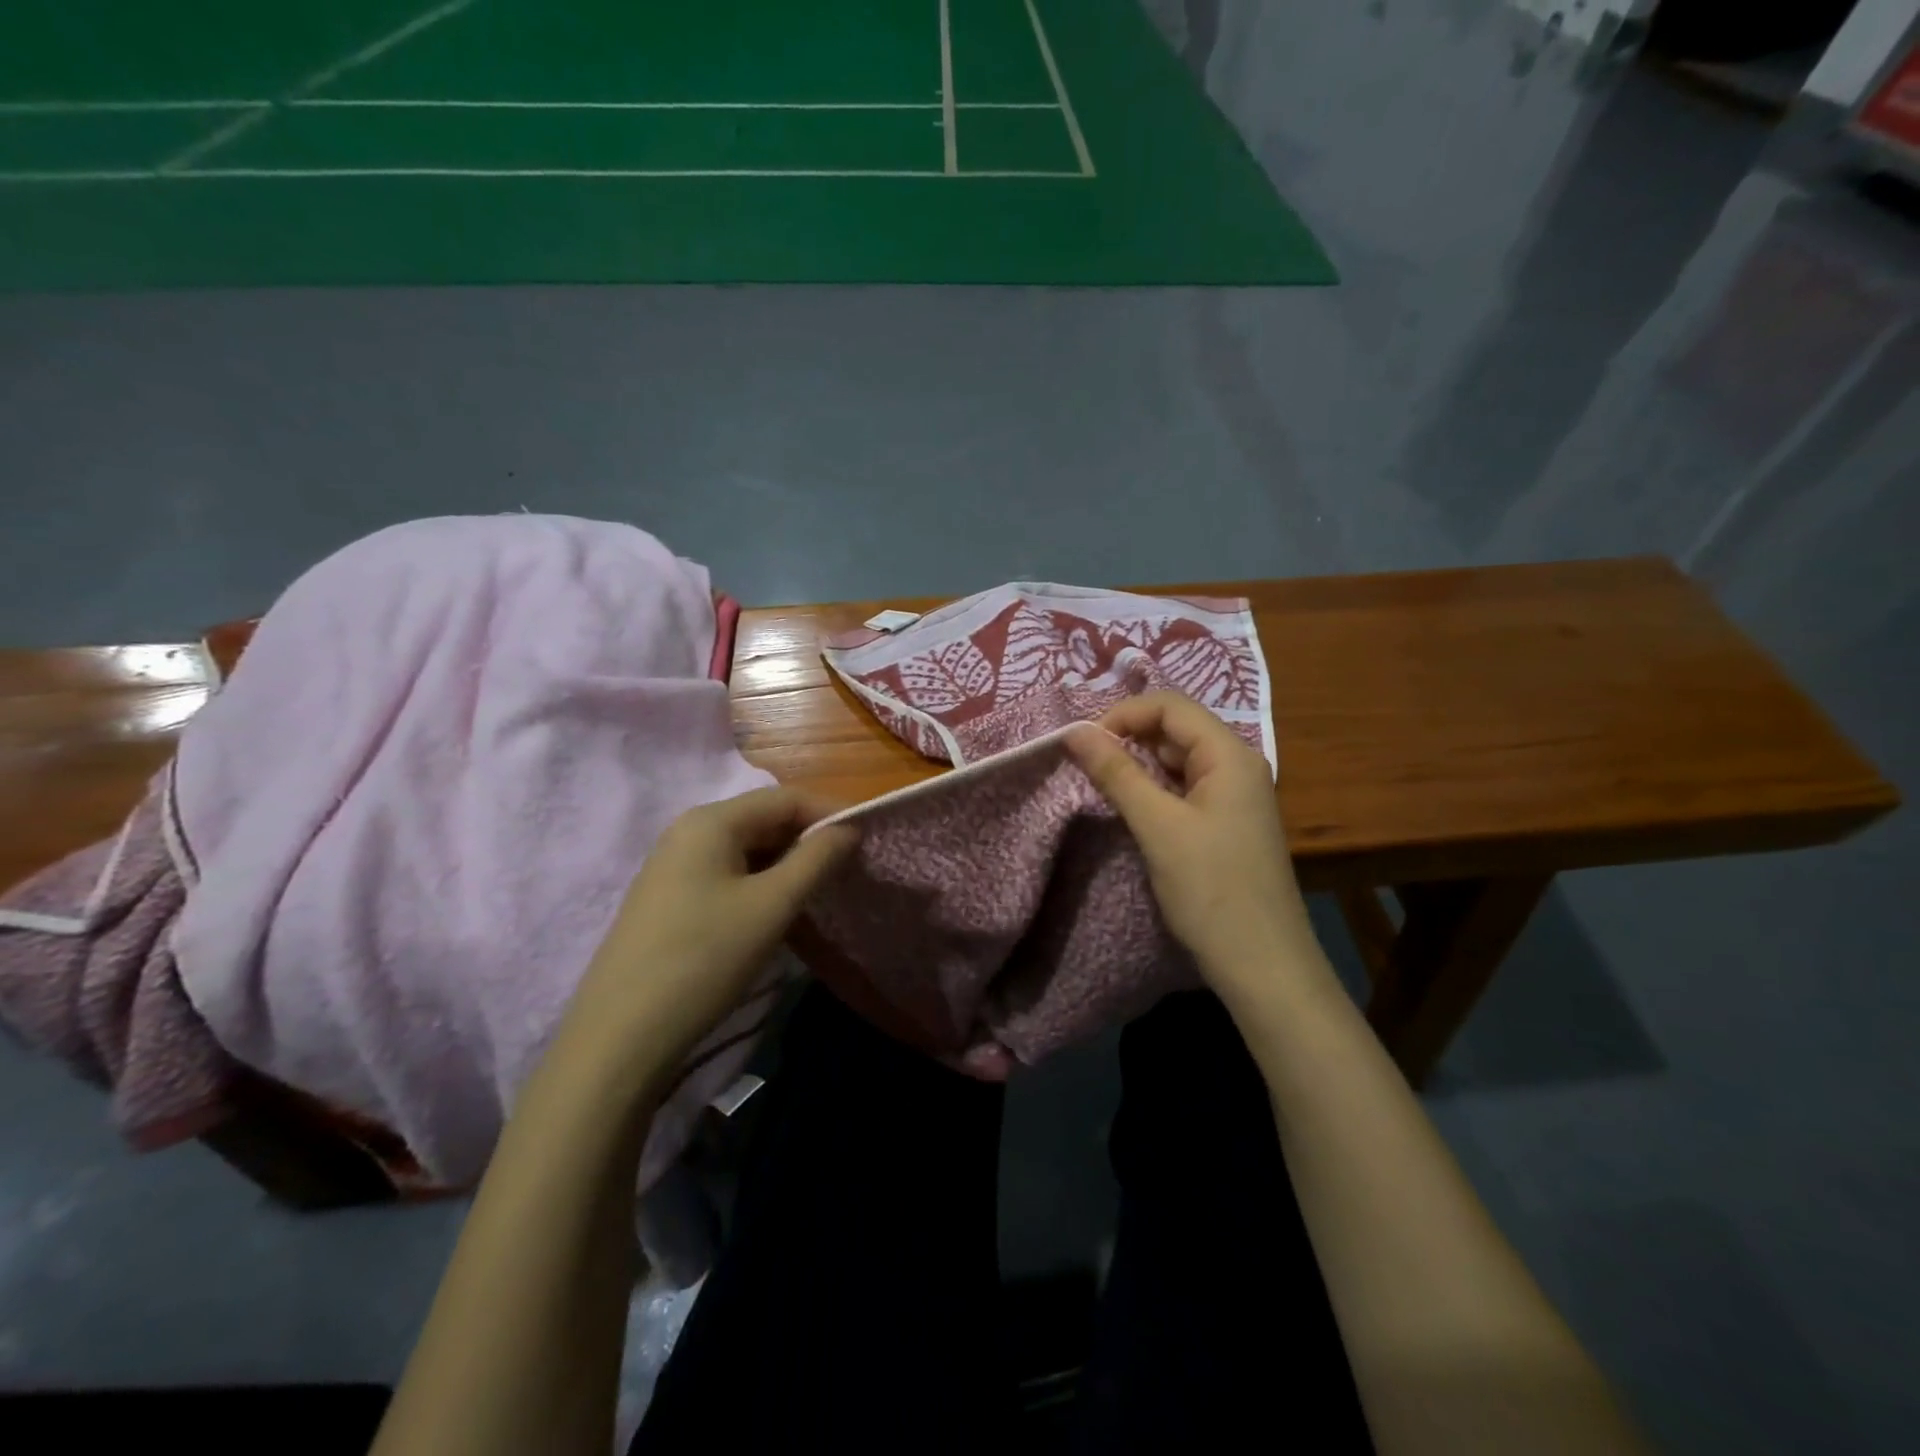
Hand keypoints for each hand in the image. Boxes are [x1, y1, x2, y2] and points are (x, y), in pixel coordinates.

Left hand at [565, 787, 858, 1074]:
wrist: (621, 1037)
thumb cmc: (704, 959)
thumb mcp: (772, 906)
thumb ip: (816, 859)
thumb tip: (849, 828)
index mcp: (711, 821)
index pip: (785, 798)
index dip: (830, 813)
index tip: (867, 841)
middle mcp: (688, 831)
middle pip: (764, 819)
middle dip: (809, 839)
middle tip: (847, 870)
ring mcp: (674, 865)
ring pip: (747, 849)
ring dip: (787, 863)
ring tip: (819, 892)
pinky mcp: (669, 898)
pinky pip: (727, 873)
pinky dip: (761, 882)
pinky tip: (775, 911)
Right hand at [1067, 693, 1314, 1005]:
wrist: (1262, 964)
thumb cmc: (1211, 890)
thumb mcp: (1157, 826)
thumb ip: (1116, 773)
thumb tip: (1074, 732)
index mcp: (1230, 755)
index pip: (1171, 706)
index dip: (1123, 714)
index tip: (1083, 743)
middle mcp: (1237, 765)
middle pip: (1176, 728)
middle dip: (1129, 737)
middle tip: (1088, 765)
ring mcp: (1235, 795)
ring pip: (1178, 759)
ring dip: (1139, 764)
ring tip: (1103, 785)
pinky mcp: (1227, 822)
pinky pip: (1185, 788)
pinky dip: (1155, 789)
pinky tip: (1133, 808)